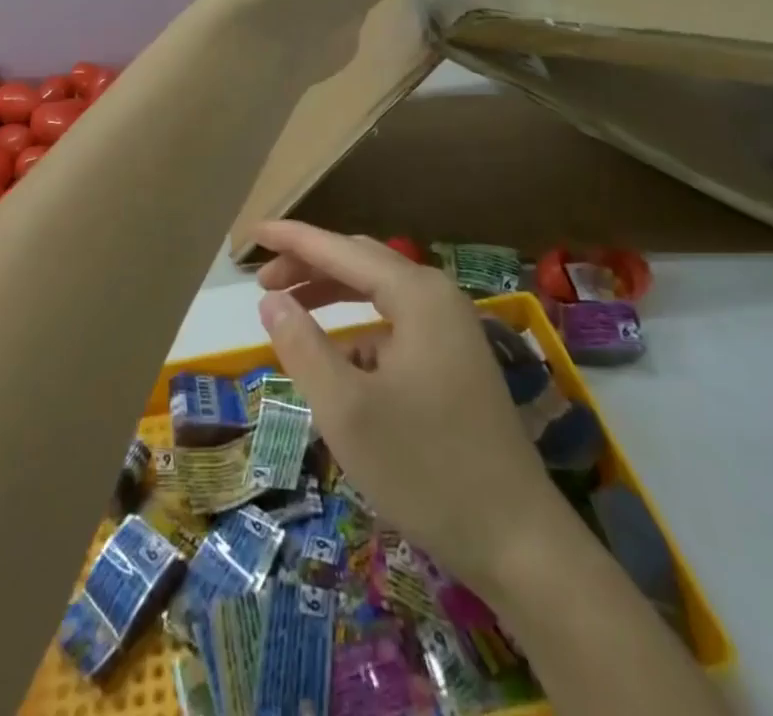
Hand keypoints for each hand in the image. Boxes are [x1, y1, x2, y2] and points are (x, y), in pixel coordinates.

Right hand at [252, 218, 550, 592]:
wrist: (519, 541)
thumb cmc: (425, 468)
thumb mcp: (346, 410)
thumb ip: (302, 346)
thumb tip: (271, 300)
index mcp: (416, 294)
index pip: (340, 249)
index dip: (293, 238)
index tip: (253, 232)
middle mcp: (438, 297)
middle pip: (361, 262)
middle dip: (309, 265)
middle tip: (262, 281)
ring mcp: (452, 328)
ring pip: (379, 292)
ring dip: (332, 294)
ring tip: (289, 308)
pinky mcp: (456, 360)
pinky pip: (396, 325)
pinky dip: (359, 331)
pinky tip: (338, 363)